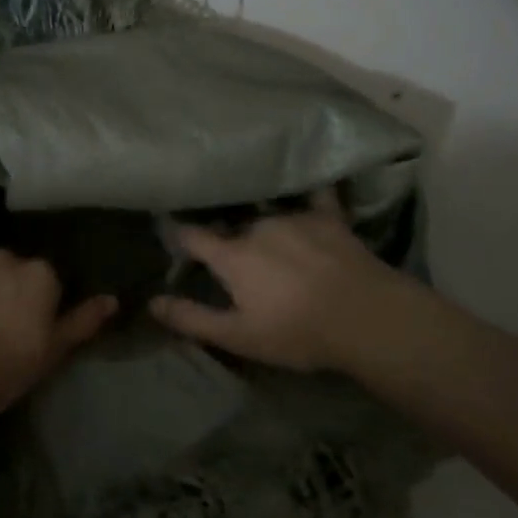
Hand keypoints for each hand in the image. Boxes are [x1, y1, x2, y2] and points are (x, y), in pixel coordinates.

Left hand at [0, 249, 116, 417]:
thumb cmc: (4, 368)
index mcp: (40, 274)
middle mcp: (7, 255)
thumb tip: (112, 299)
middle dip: (6, 288)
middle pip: (12, 268)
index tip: (24, 329)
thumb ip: (82, 321)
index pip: (45, 281)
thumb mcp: (52, 352)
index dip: (35, 305)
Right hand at [149, 192, 431, 376]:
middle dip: (226, 236)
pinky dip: (308, 192)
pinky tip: (309, 182)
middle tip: (230, 251)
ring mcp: (295, 217)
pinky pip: (316, 195)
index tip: (172, 233)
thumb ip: (193, 318)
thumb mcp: (239, 335)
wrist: (365, 317)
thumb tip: (152, 302)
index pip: (193, 237)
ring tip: (267, 231)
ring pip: (268, 214)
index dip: (179, 235)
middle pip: (232, 227)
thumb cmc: (297, 331)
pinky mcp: (329, 217)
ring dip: (262, 223)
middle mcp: (258, 227)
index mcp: (233, 255)